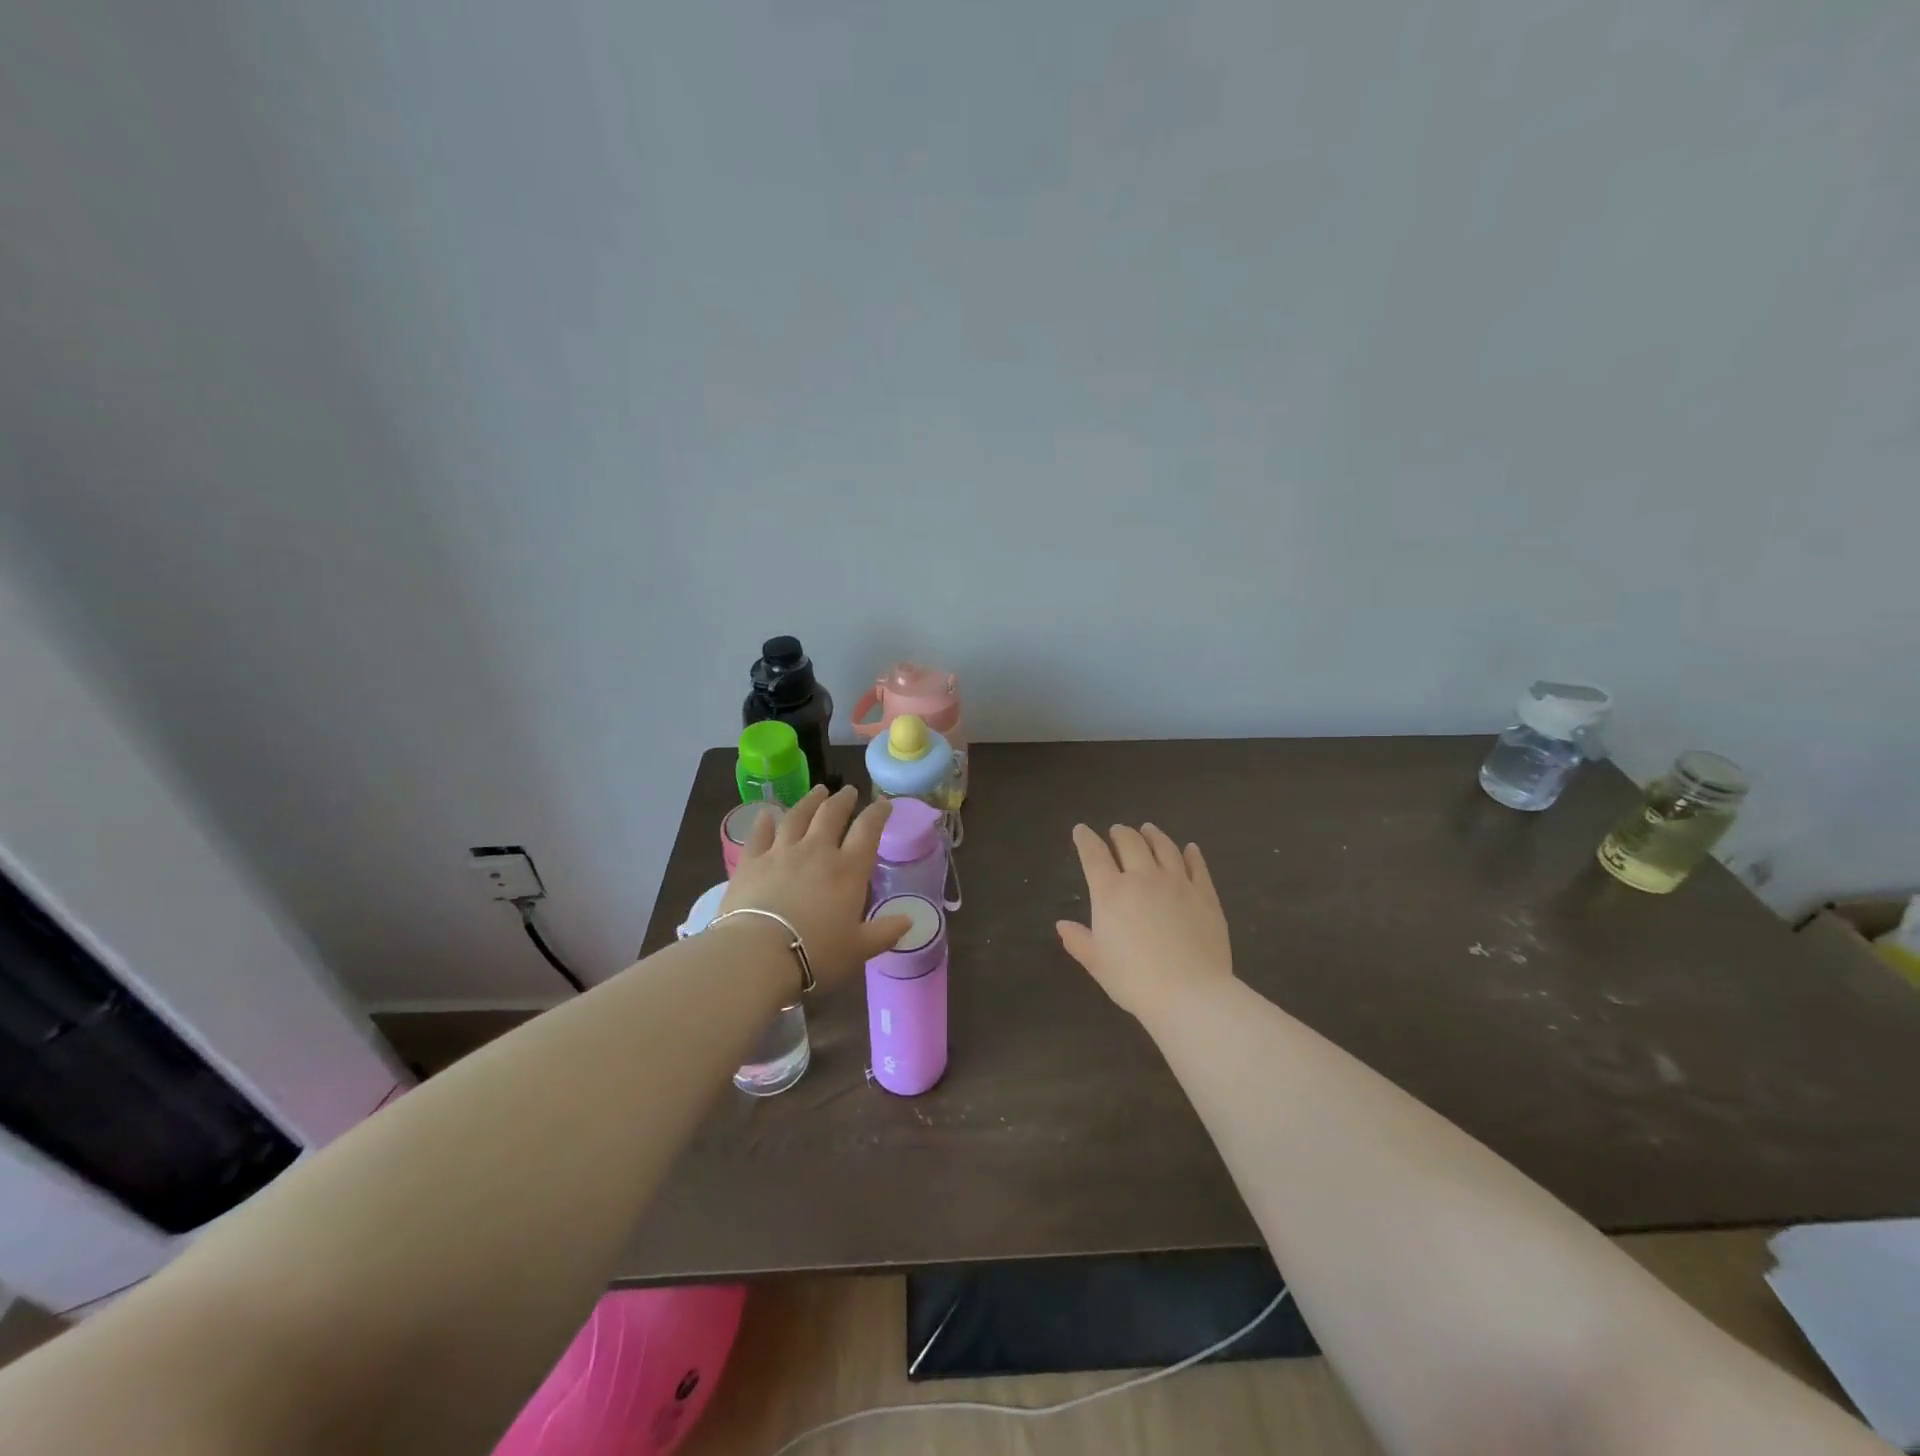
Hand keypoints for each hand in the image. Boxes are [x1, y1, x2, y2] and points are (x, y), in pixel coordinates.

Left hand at [721, 786, 912, 992]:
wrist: (759, 954)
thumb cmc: (816, 953)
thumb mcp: (859, 949)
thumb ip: (884, 932)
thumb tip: (908, 921)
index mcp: (848, 870)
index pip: (867, 830)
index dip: (877, 814)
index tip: (883, 804)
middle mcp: (816, 851)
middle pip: (831, 814)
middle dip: (843, 800)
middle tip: (848, 791)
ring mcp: (781, 852)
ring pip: (797, 816)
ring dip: (809, 801)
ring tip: (817, 791)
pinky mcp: (751, 862)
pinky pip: (759, 834)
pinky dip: (765, 821)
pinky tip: (766, 814)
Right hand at [1056, 823, 1232, 1022]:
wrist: (1190, 993)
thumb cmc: (1134, 980)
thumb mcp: (1097, 963)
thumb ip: (1079, 940)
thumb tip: (1062, 925)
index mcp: (1111, 892)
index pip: (1094, 855)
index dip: (1085, 839)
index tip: (1081, 830)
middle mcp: (1143, 878)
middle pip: (1130, 843)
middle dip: (1120, 833)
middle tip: (1117, 831)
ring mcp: (1178, 883)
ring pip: (1164, 847)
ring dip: (1153, 835)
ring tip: (1148, 829)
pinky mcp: (1205, 896)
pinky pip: (1197, 866)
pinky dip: (1192, 854)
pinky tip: (1190, 849)